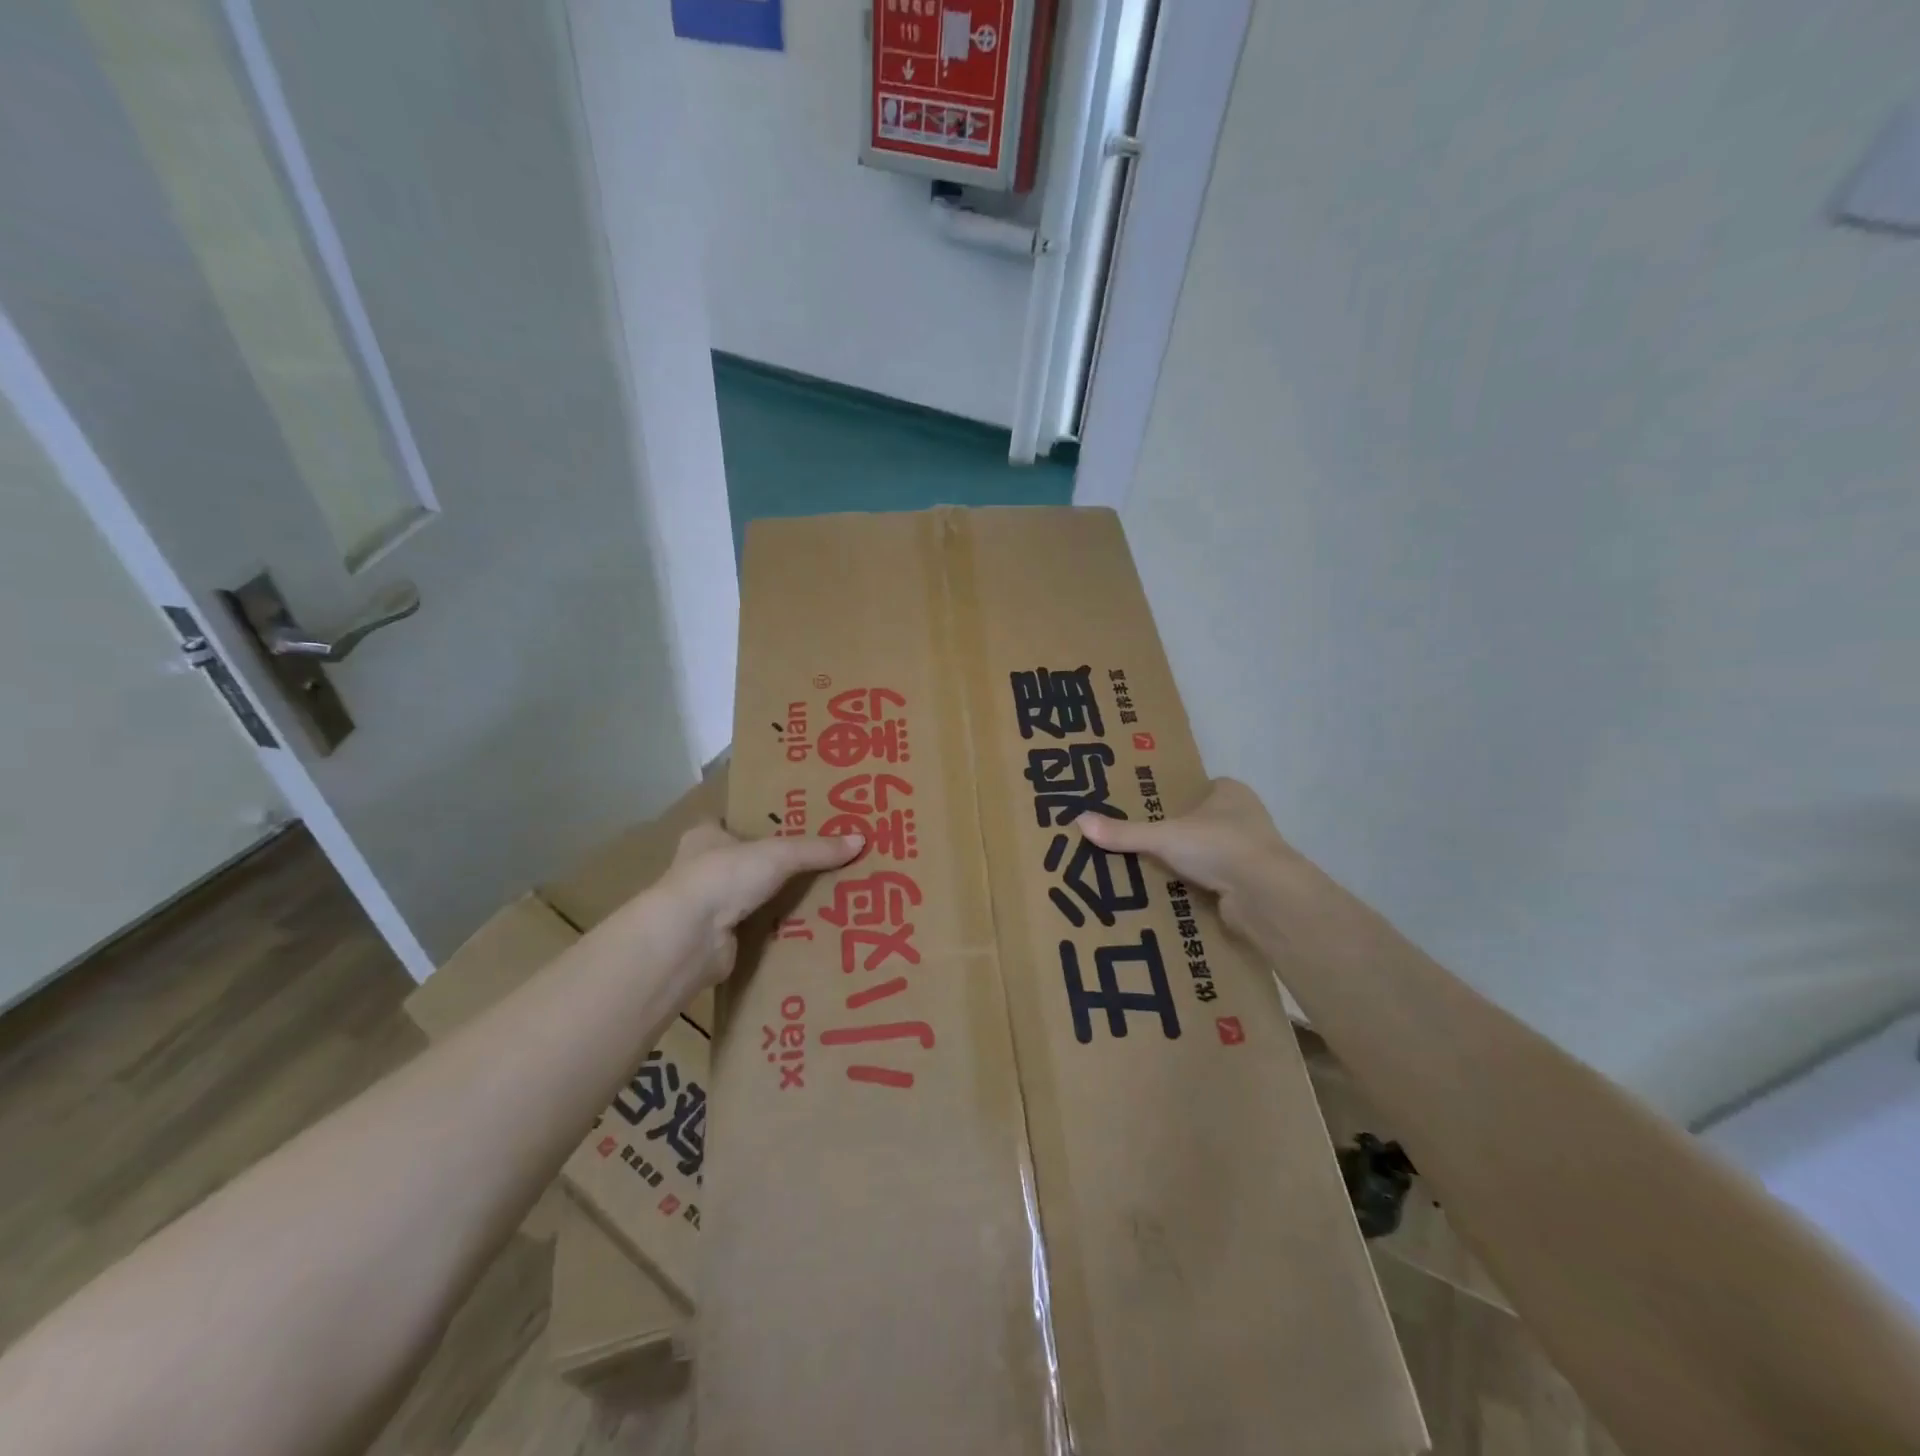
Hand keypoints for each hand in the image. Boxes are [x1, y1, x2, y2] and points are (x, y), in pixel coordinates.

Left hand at [645, 822, 863, 988]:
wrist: (689, 939)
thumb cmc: (724, 877)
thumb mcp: (779, 854)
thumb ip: (817, 849)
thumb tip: (861, 839)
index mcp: (706, 836)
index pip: (735, 821)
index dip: (763, 822)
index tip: (797, 824)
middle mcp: (702, 868)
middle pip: (748, 860)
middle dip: (779, 864)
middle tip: (822, 861)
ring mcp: (708, 905)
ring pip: (753, 896)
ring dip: (779, 899)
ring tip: (825, 894)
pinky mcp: (719, 938)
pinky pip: (757, 928)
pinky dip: (778, 929)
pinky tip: (808, 928)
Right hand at [1078, 778, 1298, 939]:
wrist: (1265, 894)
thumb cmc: (1218, 846)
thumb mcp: (1163, 836)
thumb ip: (1124, 832)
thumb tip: (1080, 821)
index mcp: (1231, 793)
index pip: (1202, 788)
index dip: (1178, 798)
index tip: (1151, 811)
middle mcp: (1246, 818)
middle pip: (1205, 822)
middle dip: (1180, 834)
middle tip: (1144, 843)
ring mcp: (1252, 852)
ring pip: (1212, 853)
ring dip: (1190, 863)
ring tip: (1151, 872)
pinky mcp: (1252, 884)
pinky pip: (1218, 881)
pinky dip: (1200, 887)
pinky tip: (1173, 895)